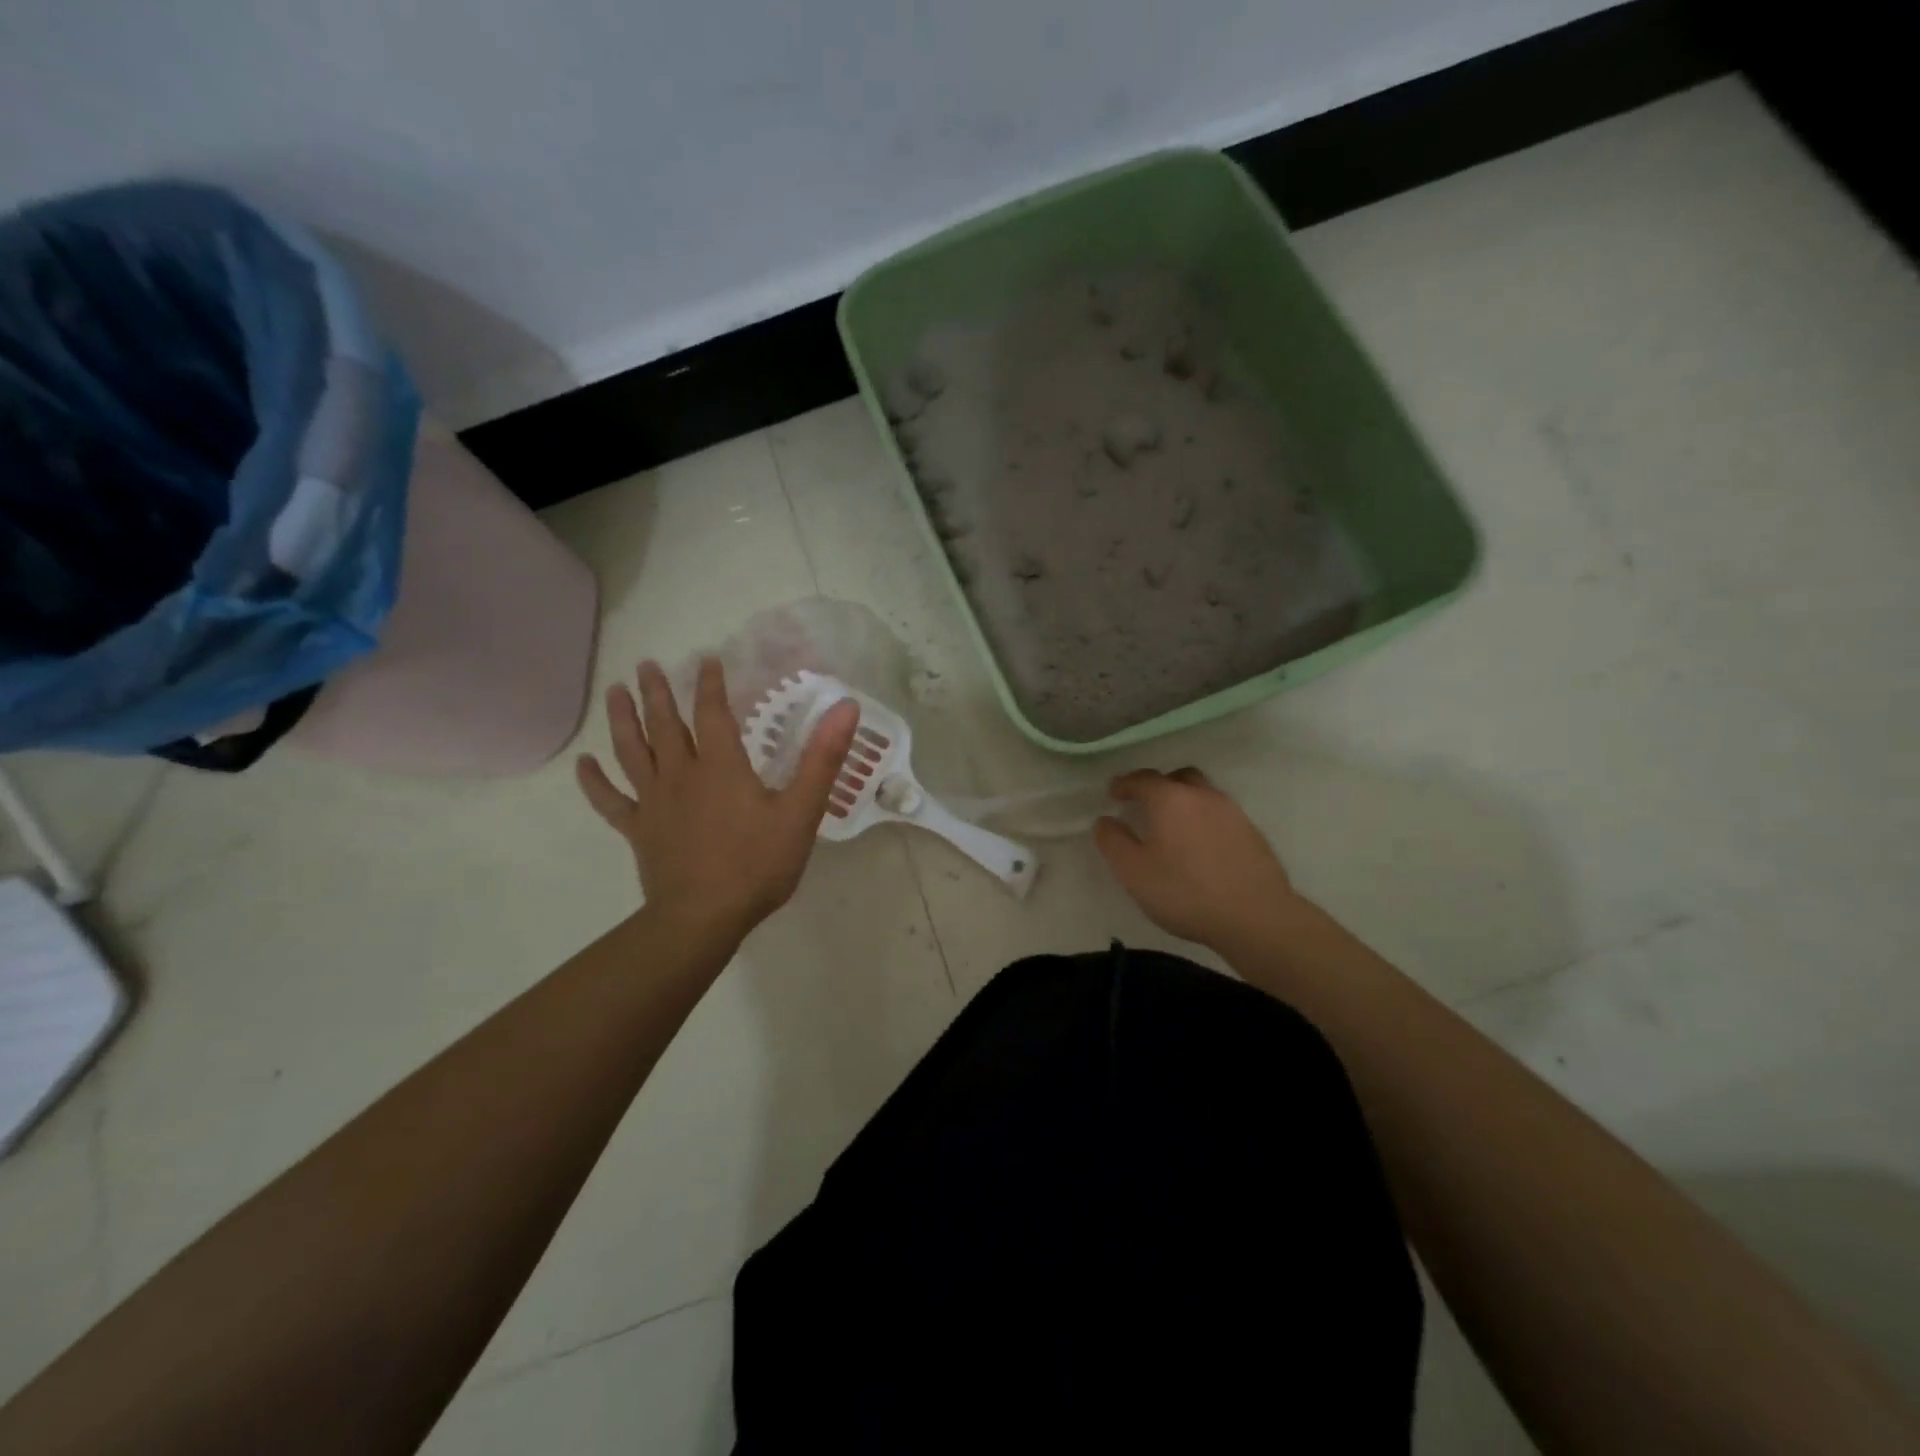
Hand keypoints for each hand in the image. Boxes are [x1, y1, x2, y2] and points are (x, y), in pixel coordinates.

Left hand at [577, 659, 859, 956]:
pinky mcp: (638, 830)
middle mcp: (681, 774)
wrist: (704, 917)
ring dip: (622, 719)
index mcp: (721, 766)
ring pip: (632, 751)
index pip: (712, 713)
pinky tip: (582, 762)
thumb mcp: (801, 811)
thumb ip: (822, 758)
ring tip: (614, 691)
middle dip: (657, 692)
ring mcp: (654, 802)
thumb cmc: (757, 864)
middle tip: (646, 664)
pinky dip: (594, 781)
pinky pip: (609, 800)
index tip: (706, 659)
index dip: (710, 684)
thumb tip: (845, 707)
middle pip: (665, 724)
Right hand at [1094, 768, 1300, 950]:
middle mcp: (1203, 796)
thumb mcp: (1134, 872)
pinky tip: (1200, 847)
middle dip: (1158, 786)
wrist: (1256, 917)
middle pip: (1178, 778)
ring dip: (1184, 802)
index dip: (1124, 784)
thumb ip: (1113, 842)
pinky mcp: (1252, 833)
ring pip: (1202, 794)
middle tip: (1144, 805)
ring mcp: (1232, 813)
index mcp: (1171, 799)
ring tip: (1173, 827)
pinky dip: (1204, 821)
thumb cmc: (1185, 892)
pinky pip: (1220, 815)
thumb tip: (1104, 820)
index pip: (1143, 779)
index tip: (1113, 794)